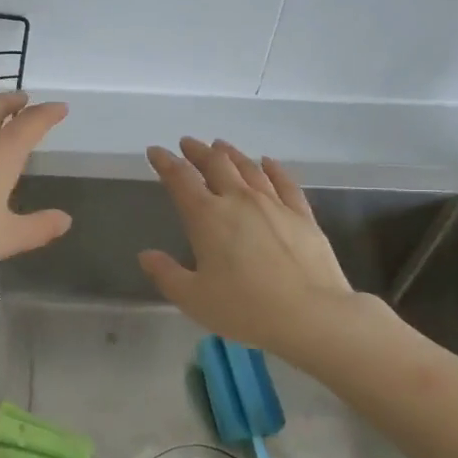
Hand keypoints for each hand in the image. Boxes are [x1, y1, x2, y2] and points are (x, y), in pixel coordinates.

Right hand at [139, 138, 357, 357]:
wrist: (310, 314)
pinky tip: (267, 162)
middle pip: (215, 164)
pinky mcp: (302, 215)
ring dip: (231, 154)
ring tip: (220, 146)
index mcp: (207, 217)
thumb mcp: (193, 298)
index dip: (165, 162)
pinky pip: (284, 182)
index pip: (180, 179)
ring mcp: (273, 204)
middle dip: (198, 151)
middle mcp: (239, 200)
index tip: (156, 151)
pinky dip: (273, 168)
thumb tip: (146, 255)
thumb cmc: (244, 308)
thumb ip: (166, 274)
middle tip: (188, 143)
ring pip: (248, 168)